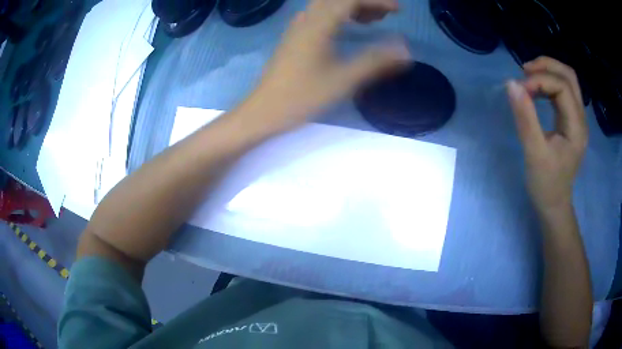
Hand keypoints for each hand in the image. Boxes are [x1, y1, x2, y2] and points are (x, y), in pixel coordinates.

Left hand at [242, 0, 410, 133]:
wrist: (263, 110)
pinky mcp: (292, 38)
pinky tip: (342, 28)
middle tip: (384, 16)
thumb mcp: (343, 80)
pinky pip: (316, 16)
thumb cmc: (301, 97)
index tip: (398, 10)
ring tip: (370, 21)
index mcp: (319, 25)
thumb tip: (405, 50)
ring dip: (349, 7)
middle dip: (364, 2)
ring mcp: (296, 28)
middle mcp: (306, 20)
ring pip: (326, 6)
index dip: (377, 1)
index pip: (351, 0)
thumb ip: (375, 62)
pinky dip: (335, 15)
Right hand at [506, 57, 587, 213]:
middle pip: (569, 76)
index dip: (540, 80)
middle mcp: (581, 118)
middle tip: (525, 71)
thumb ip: (525, 117)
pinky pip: (563, 91)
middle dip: (547, 66)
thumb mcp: (534, 152)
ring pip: (567, 80)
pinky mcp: (570, 121)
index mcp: (577, 127)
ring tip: (528, 78)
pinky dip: (548, 84)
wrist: (554, 204)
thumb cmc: (545, 184)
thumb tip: (512, 84)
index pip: (562, 87)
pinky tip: (536, 91)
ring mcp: (577, 119)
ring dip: (548, 72)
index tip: (520, 89)